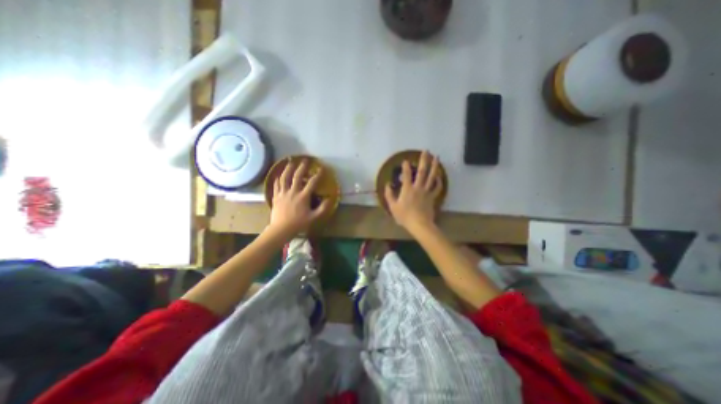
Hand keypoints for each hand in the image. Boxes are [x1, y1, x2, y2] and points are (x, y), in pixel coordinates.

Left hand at [268, 158, 328, 239]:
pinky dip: (278, 178)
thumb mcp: (314, 217)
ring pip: (284, 177)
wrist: (281, 229)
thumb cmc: (299, 223)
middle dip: (302, 167)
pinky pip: (276, 184)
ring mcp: (283, 193)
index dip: (318, 175)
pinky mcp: (276, 196)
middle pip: (297, 176)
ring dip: (288, 168)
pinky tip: (279, 175)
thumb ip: (323, 208)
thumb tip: (329, 198)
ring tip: (290, 162)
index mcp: (303, 196)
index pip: (312, 182)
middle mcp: (293, 191)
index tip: (322, 169)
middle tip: (305, 160)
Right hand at [385, 152, 441, 233]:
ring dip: (434, 166)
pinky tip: (439, 176)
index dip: (406, 166)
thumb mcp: (392, 207)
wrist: (419, 224)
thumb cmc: (404, 216)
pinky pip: (437, 187)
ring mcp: (427, 191)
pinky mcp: (432, 197)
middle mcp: (418, 187)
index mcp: (407, 189)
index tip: (405, 160)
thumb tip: (387, 184)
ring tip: (437, 157)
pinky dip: (439, 181)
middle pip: (422, 171)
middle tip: (426, 151)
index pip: (406, 175)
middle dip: (424, 160)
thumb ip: (389, 195)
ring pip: (432, 177)